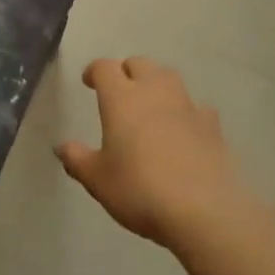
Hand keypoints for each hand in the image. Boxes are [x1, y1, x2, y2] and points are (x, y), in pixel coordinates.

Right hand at [56, 57, 266, 251]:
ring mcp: (188, 106)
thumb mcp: (98, 180)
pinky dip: (185, 111)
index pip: (105, 68)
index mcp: (121, 99)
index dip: (95, 71)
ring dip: (156, 83)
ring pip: (170, 78)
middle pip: (140, 64)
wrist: (203, 210)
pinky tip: (183, 128)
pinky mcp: (212, 125)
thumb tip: (61, 147)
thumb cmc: (139, 190)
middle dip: (127, 71)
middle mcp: (155, 92)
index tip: (89, 81)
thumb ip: (77, 159)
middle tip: (119, 91)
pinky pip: (196, 107)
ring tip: (150, 105)